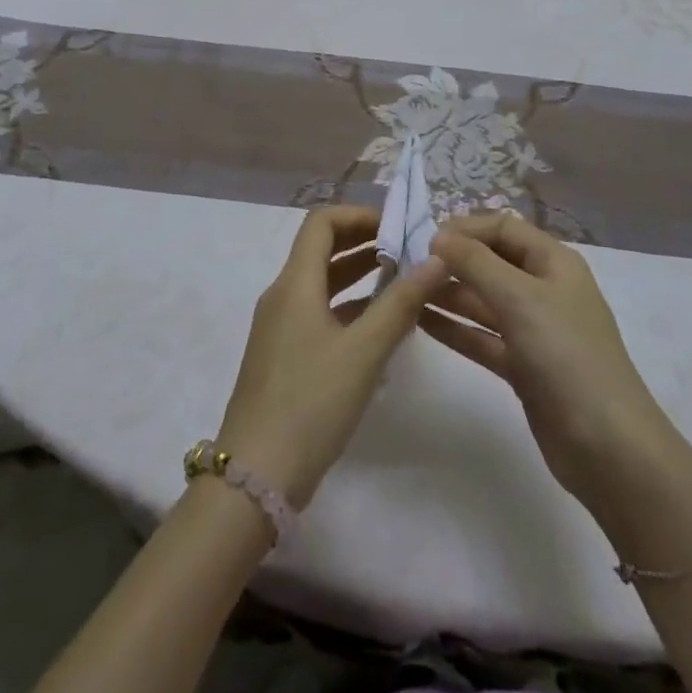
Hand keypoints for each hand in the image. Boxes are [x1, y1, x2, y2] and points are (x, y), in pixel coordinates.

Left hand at [215, 205, 447, 509]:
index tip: (397, 228)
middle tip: (407, 250)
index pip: (321, 222)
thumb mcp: (363, 352)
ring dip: (358, 275)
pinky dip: (348, 307)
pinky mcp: (284, 356)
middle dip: (363, 242)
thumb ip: (400, 304)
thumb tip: (436, 259)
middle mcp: (283, 295)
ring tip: (402, 280)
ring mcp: (280, 327)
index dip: (359, 215)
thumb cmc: (310, 403)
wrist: (255, 477)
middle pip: (321, 248)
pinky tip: (380, 326)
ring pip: (322, 283)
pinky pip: (319, 313)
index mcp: (295, 283)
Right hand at [423, 212, 691, 534]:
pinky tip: (420, 321)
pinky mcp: (523, 366)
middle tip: (408, 267)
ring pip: (483, 301)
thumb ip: (475, 262)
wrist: (608, 448)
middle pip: (492, 262)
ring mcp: (534, 330)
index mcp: (554, 262)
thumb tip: (438, 235)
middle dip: (453, 261)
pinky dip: (455, 328)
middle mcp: (544, 289)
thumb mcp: (520, 298)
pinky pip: (482, 336)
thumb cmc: (566, 356)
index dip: (466, 229)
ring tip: (405, 291)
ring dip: (449, 294)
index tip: (425, 240)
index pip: (503, 228)